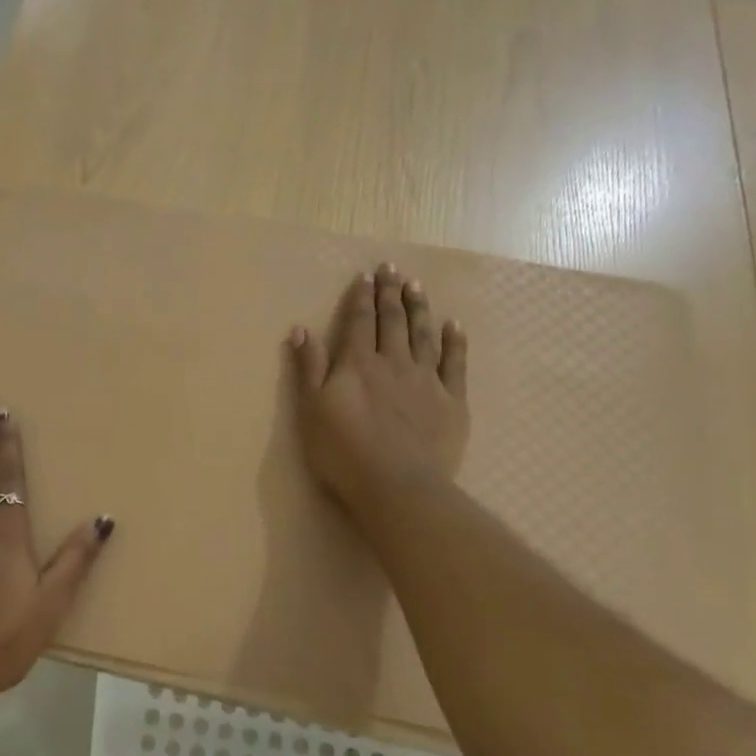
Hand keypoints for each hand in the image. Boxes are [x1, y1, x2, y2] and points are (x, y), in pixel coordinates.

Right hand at [289, 264, 469, 513]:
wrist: (397, 486)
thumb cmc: (343, 452)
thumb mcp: (312, 410)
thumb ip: (309, 368)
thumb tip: (300, 329)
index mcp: (357, 365)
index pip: (359, 322)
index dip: (362, 298)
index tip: (366, 276)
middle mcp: (393, 363)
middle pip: (393, 321)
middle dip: (391, 293)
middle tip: (392, 269)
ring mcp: (426, 380)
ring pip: (424, 335)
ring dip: (420, 309)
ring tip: (417, 286)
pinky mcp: (452, 401)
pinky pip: (455, 363)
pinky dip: (455, 342)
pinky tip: (454, 326)